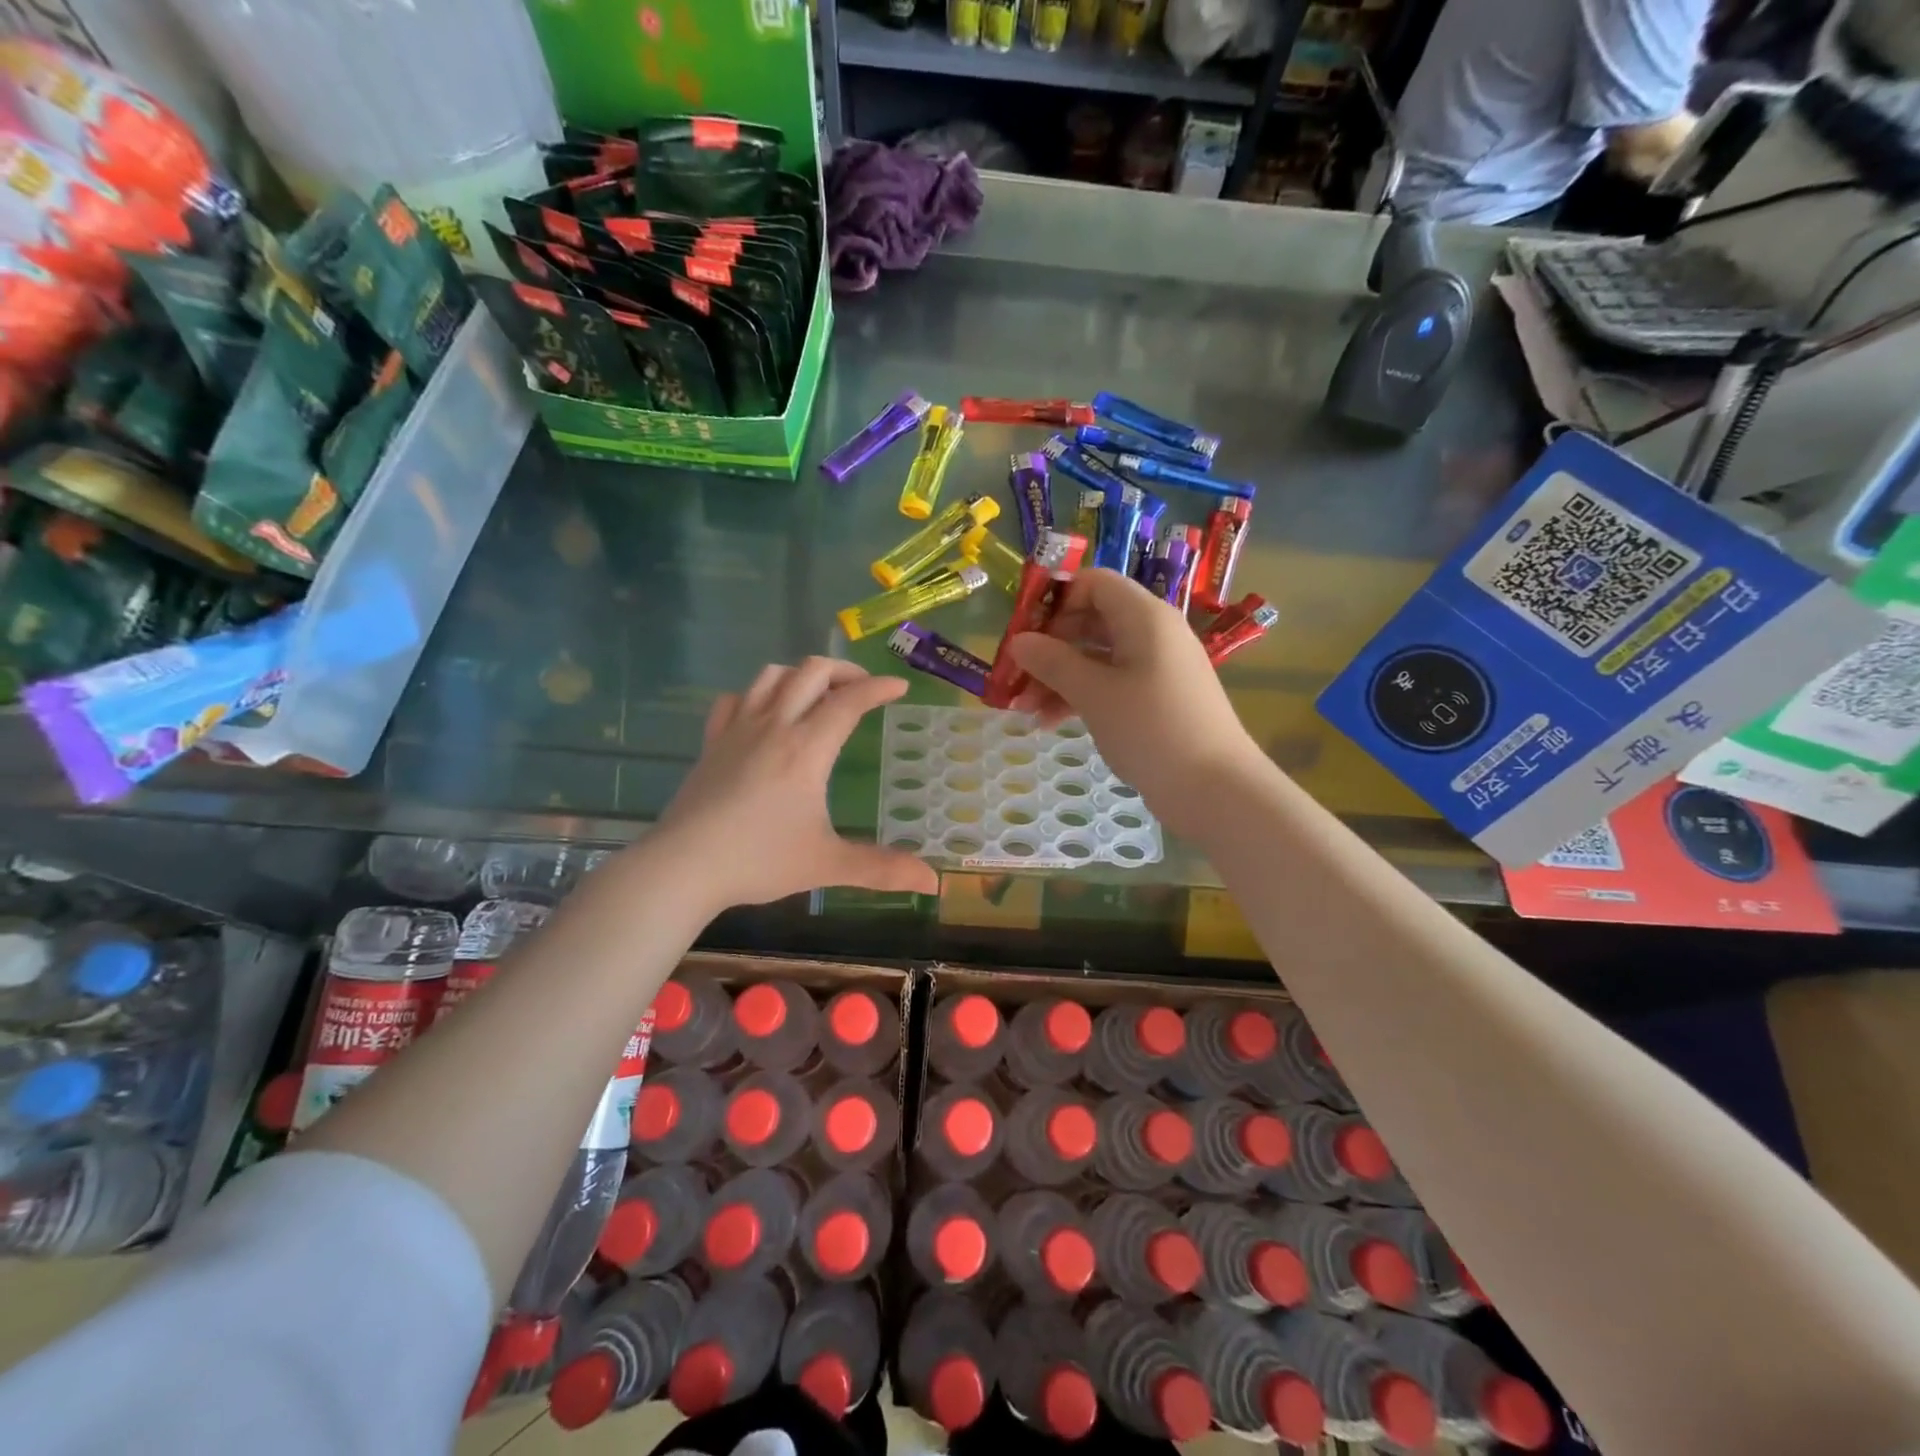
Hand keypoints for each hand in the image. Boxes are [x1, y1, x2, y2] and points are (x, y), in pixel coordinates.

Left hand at [655, 658, 939, 912]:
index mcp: (806, 748)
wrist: (683, 866)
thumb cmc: (759, 860)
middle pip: (811, 671)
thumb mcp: (827, 864)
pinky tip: (764, 713)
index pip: (849, 701)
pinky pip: (734, 698)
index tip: (899, 687)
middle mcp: (774, 726)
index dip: (879, 688)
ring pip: (771, 675)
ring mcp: (738, 729)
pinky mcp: (712, 741)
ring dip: (801, 674)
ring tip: (818, 694)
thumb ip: (881, 868)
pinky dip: (756, 694)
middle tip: (862, 689)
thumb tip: (934, 881)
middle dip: (844, 671)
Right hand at [1007, 569, 1264, 837]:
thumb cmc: (1152, 729)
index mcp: (1144, 616)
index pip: (1093, 583)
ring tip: (1026, 710)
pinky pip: (1110, 683)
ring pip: (1097, 656)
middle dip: (1050, 647)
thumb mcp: (1094, 694)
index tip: (1024, 631)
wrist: (1215, 789)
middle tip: (1017, 676)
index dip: (1055, 600)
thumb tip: (1019, 641)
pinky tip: (1051, 723)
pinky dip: (1081, 696)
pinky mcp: (1156, 698)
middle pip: (1091, 620)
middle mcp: (1152, 633)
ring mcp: (1156, 667)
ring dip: (1059, 677)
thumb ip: (1053, 662)